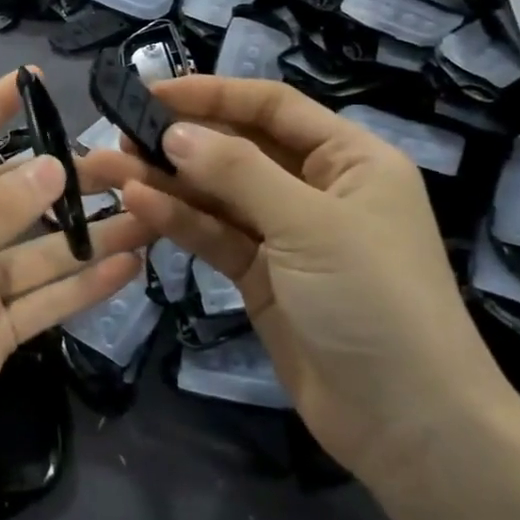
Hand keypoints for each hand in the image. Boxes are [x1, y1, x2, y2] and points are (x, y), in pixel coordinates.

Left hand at [0, 70, 149, 519]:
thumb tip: (53, 164)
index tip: (33, 81)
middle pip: (13, 199)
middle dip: (64, 182)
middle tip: (128, 167)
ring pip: (39, 253)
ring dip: (88, 237)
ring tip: (148, 216)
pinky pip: (44, 301)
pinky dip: (82, 287)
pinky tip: (127, 268)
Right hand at [102, 76, 515, 486]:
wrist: (409, 427)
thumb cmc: (374, 302)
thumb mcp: (309, 225)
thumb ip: (237, 173)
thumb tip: (175, 132)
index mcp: (349, 159)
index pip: (272, 107)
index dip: (213, 94)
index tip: (152, 92)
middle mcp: (317, 188)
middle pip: (239, 149)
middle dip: (181, 141)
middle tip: (120, 136)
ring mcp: (287, 235)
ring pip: (219, 194)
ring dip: (167, 182)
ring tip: (110, 170)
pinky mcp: (262, 276)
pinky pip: (215, 236)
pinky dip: (179, 221)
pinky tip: (138, 206)